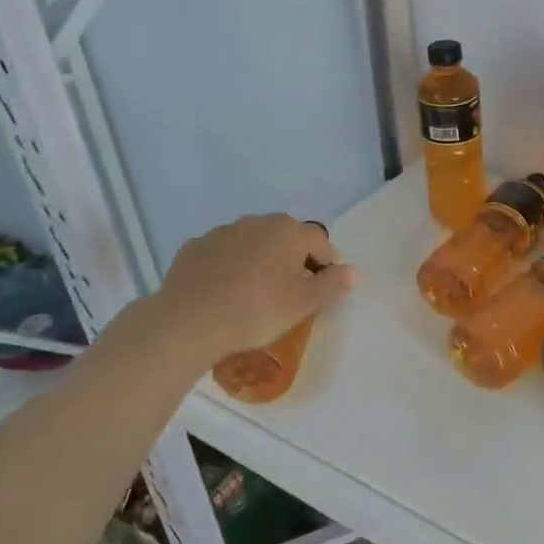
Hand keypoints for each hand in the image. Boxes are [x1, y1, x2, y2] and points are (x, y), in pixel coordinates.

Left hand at [148, 214, 356, 364]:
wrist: (189, 321)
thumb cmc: (258, 310)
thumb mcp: (305, 303)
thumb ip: (334, 284)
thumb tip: (353, 271)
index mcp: (289, 231)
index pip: (321, 243)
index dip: (326, 266)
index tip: (322, 290)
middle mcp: (258, 222)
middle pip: (286, 238)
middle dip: (293, 258)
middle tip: (291, 290)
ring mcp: (222, 232)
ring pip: (253, 243)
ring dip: (260, 259)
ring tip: (256, 291)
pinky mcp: (194, 247)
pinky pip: (222, 253)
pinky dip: (229, 266)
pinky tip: (225, 290)